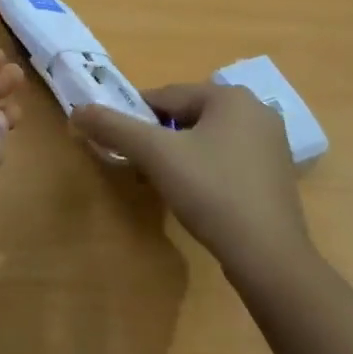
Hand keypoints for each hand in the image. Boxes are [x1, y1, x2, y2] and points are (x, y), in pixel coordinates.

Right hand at [73, 83, 312, 278]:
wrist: (269, 257)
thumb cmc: (211, 192)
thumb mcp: (155, 155)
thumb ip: (114, 127)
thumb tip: (77, 110)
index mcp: (230, 95)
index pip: (166, 96)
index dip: (136, 117)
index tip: (119, 143)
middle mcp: (256, 109)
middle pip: (187, 115)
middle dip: (160, 138)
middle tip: (141, 168)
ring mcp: (271, 143)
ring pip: (207, 138)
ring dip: (181, 155)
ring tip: (165, 184)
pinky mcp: (276, 174)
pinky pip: (227, 159)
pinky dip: (206, 170)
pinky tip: (198, 197)